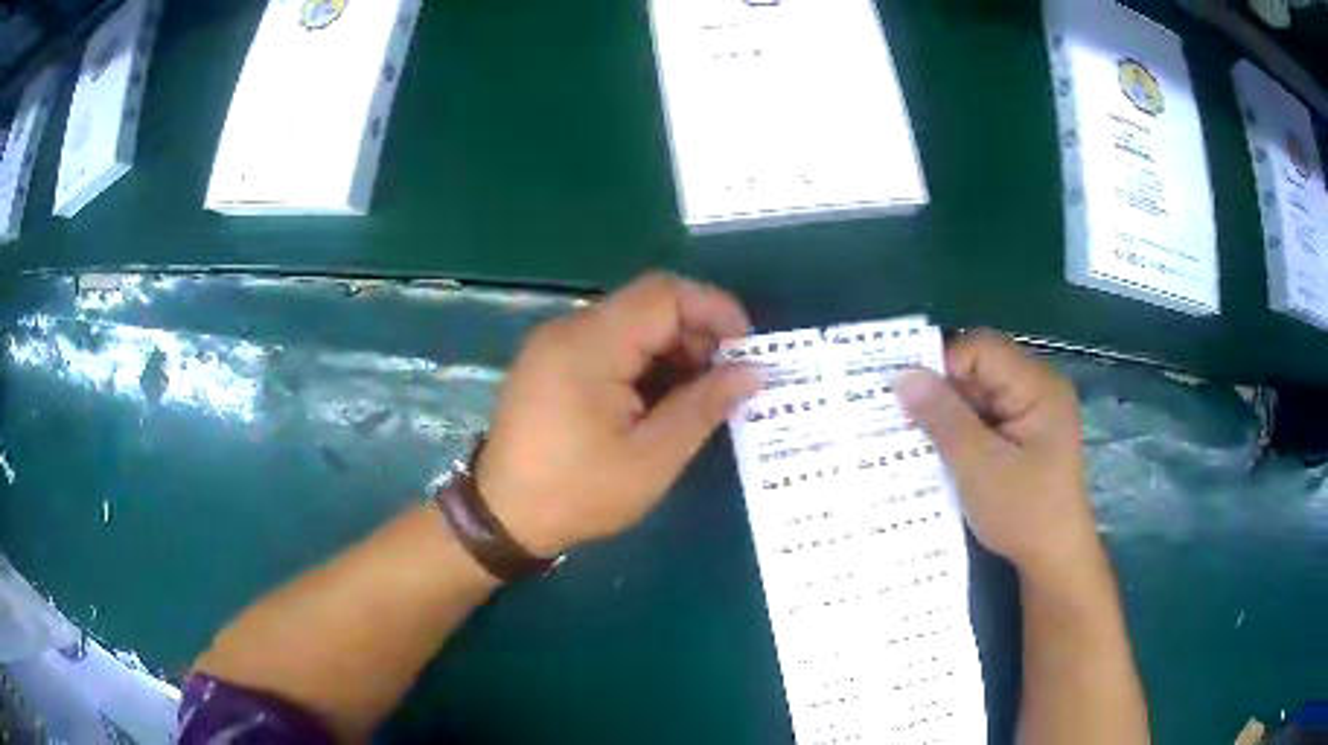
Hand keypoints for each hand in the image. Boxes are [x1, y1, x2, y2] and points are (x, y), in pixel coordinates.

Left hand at [477, 273, 761, 556]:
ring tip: (697, 395)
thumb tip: (752, 372)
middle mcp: (569, 329)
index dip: (715, 310)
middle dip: (696, 333)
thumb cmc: (578, 492)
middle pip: (648, 303)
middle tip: (725, 380)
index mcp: (590, 345)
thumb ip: (704, 406)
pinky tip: (659, 399)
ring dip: (672, 348)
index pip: (664, 295)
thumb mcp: (652, 458)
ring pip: (631, 322)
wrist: (502, 517)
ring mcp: (556, 343)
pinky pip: (609, 342)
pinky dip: (644, 360)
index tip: (747, 350)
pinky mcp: (551, 360)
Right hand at [895, 331, 1097, 574]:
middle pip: (981, 368)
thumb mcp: (978, 465)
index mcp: (1037, 386)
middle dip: (943, 391)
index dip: (943, 365)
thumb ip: (942, 416)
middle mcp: (1038, 388)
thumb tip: (901, 374)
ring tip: (916, 437)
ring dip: (949, 413)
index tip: (908, 396)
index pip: (981, 349)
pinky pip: (986, 416)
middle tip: (904, 418)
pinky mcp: (1025, 433)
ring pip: (980, 394)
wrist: (1053, 559)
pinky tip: (940, 450)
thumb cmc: (1023, 512)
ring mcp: (1033, 412)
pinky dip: (962, 429)